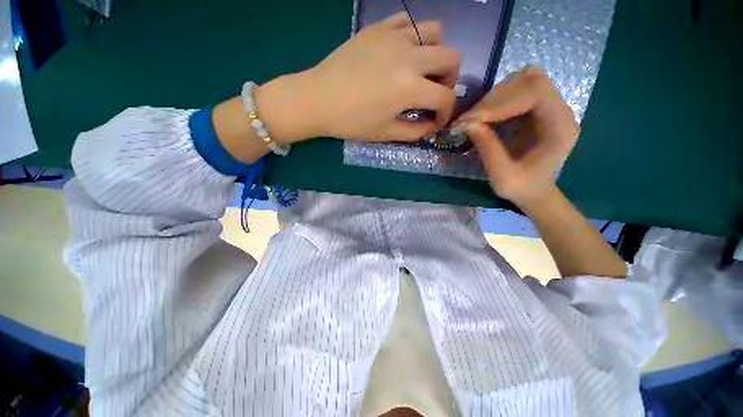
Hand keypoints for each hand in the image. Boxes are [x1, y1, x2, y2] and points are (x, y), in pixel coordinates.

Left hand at [258, 12, 459, 143]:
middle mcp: (409, 56)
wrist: (318, 99)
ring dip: (436, 53)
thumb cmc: (351, 122)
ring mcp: (394, 36)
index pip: (445, 98)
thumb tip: (431, 126)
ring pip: (435, 32)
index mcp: (410, 87)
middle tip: (433, 94)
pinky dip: (414, 37)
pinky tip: (403, 53)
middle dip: (449, 81)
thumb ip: (414, 131)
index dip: (447, 113)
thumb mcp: (385, 134)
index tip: (437, 121)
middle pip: (451, 58)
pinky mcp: (378, 28)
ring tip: (421, 70)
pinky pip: (408, 21)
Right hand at [455, 67, 578, 207]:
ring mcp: (548, 107)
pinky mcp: (535, 109)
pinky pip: (516, 90)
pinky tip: (483, 116)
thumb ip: (487, 148)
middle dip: (494, 99)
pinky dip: (496, 100)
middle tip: (469, 120)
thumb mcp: (502, 176)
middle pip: (529, 80)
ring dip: (494, 97)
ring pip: (522, 80)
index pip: (535, 92)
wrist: (534, 192)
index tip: (472, 120)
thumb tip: (466, 123)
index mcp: (560, 127)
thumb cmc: (522, 188)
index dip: (500, 102)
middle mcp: (559, 110)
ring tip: (474, 118)